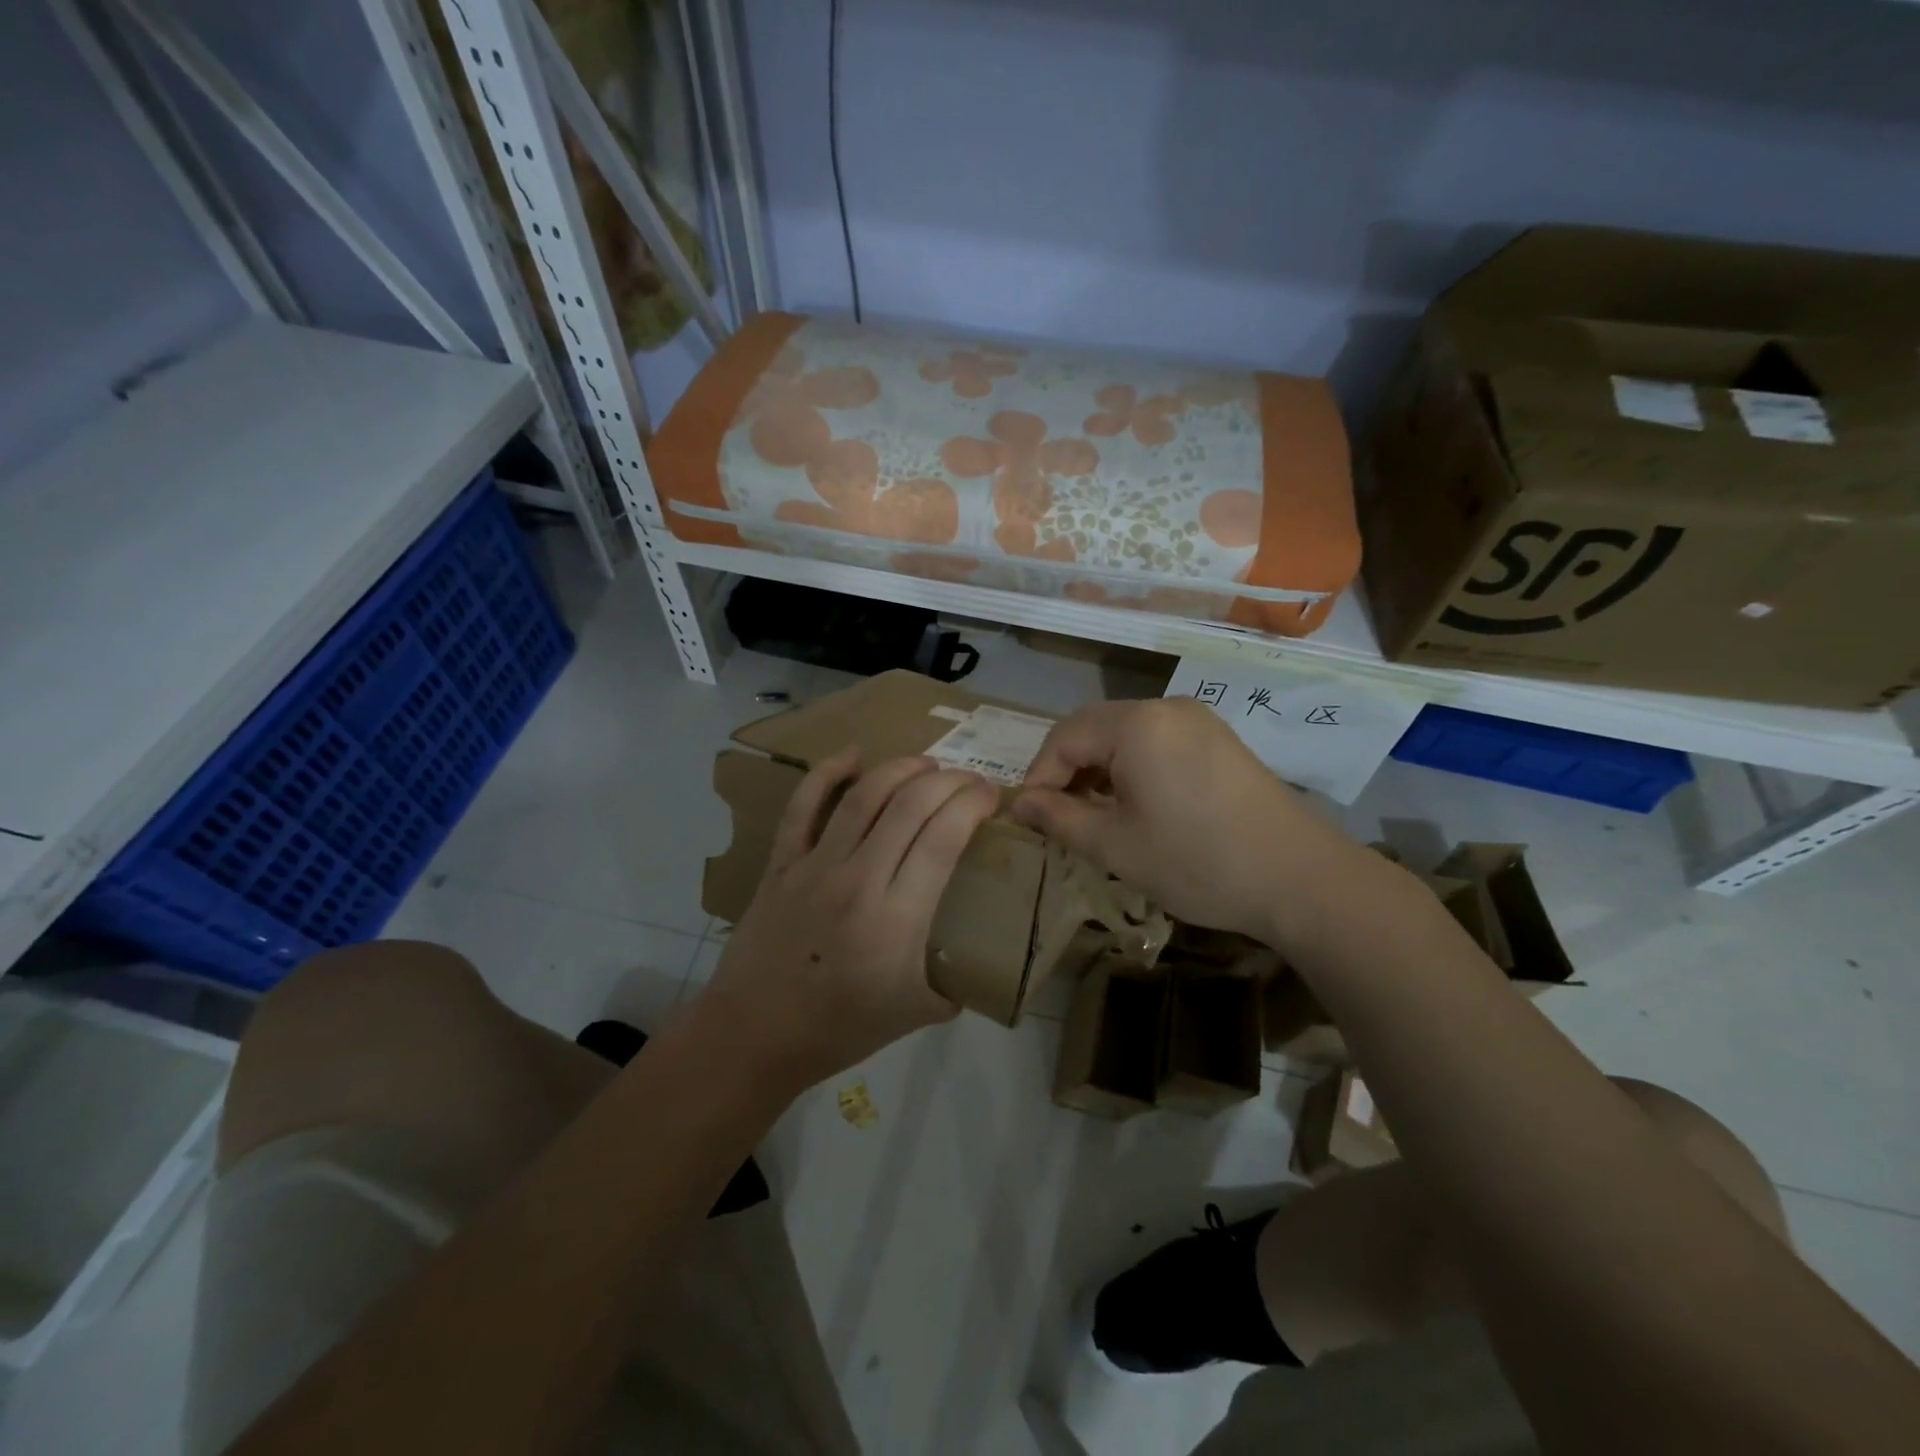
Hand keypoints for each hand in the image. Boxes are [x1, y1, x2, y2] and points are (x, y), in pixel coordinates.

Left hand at [703, 749, 998, 1092]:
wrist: (755, 1033)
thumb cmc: (841, 1028)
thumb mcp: (917, 1013)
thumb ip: (957, 979)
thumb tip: (983, 955)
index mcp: (897, 919)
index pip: (944, 836)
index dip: (972, 803)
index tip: (990, 797)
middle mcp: (858, 879)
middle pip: (911, 805)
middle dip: (949, 781)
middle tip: (969, 781)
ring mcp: (814, 866)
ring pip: (864, 795)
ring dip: (902, 768)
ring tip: (927, 765)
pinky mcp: (782, 862)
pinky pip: (803, 805)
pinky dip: (827, 772)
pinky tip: (852, 754)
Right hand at [1012, 698, 1360, 943]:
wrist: (1299, 878)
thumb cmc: (1196, 862)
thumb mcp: (1115, 846)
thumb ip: (1059, 818)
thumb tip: (1019, 803)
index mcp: (1136, 724)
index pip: (1063, 737)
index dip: (1039, 776)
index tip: (1029, 818)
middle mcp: (1165, 708)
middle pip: (1093, 729)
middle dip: (1067, 770)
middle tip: (1058, 818)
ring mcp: (1197, 720)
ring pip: (1124, 735)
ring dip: (1099, 769)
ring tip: (1093, 815)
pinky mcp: (1218, 739)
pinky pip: (1156, 742)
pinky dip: (1132, 767)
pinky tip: (1136, 805)